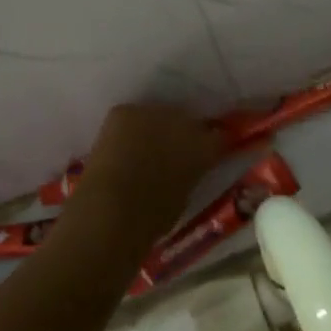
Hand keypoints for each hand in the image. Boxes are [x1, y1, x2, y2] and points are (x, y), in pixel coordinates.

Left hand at [69, 103, 226, 254]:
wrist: (111, 208)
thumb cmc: (151, 218)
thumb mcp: (182, 199)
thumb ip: (189, 177)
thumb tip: (184, 172)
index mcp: (206, 148)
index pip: (219, 137)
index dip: (212, 146)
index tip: (206, 156)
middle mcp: (186, 123)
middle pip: (189, 121)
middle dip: (184, 134)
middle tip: (173, 153)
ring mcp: (154, 113)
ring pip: (161, 115)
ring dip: (157, 128)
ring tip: (145, 148)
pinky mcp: (125, 111)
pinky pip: (133, 116)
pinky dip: (130, 128)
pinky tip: (122, 145)